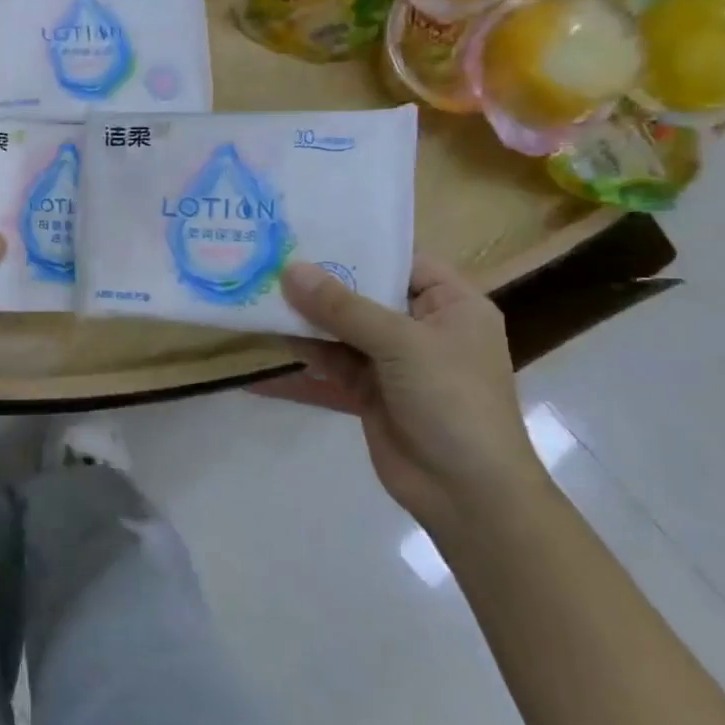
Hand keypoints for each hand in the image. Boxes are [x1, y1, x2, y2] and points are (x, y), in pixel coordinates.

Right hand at [279, 255, 544, 537]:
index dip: (357, 245)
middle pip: (365, 294)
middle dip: (321, 282)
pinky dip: (304, 354)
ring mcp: (394, 361)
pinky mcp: (369, 391)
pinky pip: (332, 362)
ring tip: (258, 292)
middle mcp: (422, 327)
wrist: (466, 493)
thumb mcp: (401, 344)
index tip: (306, 230)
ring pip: (343, 328)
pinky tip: (269, 340)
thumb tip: (290, 270)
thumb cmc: (452, 401)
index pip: (400, 261)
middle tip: (270, 256)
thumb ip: (343, 307)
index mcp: (451, 305)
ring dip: (306, 317)